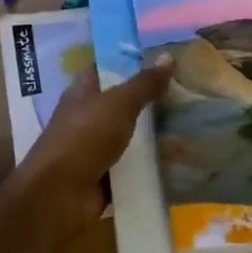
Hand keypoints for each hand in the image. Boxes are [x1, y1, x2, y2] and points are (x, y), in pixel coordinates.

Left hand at [9, 58, 172, 240]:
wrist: (59, 196)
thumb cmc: (84, 137)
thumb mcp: (118, 103)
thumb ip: (144, 83)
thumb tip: (168, 56)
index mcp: (83, 92)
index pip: (106, 67)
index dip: (131, 60)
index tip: (162, 57)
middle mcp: (88, 117)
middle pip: (122, 102)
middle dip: (150, 98)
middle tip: (187, 89)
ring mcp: (95, 148)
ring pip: (130, 134)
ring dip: (155, 132)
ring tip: (192, 121)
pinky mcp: (105, 176)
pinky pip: (133, 165)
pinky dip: (151, 163)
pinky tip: (181, 156)